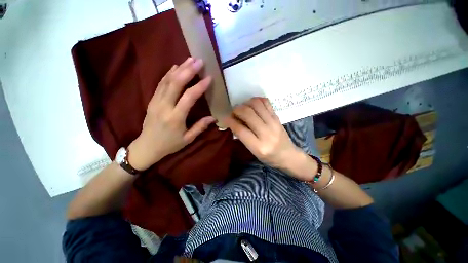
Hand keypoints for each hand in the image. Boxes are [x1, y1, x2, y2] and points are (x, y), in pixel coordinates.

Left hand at [128, 58, 215, 170]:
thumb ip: (200, 127)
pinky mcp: (152, 100)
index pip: (188, 97)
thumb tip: (213, 118)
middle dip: (188, 70)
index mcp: (175, 118)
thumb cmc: (169, 144)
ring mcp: (155, 101)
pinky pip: (160, 83)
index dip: (199, 87)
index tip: (209, 78)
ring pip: (167, 80)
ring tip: (189, 59)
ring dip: (179, 68)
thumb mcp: (187, 139)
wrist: (146, 147)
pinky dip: (168, 73)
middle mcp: (164, 107)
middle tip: (199, 61)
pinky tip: (175, 67)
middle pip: (175, 84)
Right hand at [224, 97, 307, 172]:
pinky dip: (257, 100)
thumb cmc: (269, 157)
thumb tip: (232, 122)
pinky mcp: (278, 117)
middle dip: (236, 110)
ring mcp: (274, 123)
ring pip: (256, 105)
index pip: (240, 130)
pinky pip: (266, 102)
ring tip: (243, 108)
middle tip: (234, 113)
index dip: (229, 121)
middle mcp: (267, 133)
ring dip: (246, 103)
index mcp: (259, 147)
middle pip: (247, 114)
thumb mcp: (253, 151)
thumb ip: (243, 137)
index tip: (224, 118)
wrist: (288, 155)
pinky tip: (253, 105)